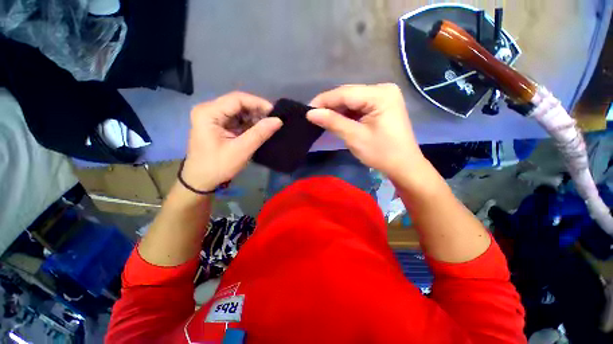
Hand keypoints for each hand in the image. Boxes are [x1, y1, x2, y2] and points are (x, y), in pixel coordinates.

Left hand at [182, 92, 281, 191]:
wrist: (200, 181)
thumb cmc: (218, 166)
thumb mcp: (241, 150)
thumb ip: (260, 134)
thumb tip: (278, 120)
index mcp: (208, 113)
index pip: (237, 99)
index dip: (258, 103)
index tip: (275, 112)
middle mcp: (209, 110)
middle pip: (237, 104)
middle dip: (257, 111)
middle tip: (274, 120)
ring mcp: (213, 117)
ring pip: (238, 111)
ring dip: (254, 118)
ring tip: (269, 125)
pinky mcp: (218, 125)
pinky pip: (236, 120)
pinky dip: (249, 124)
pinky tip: (259, 130)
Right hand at [307, 84, 423, 178]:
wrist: (403, 165)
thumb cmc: (381, 153)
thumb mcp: (354, 137)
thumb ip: (333, 122)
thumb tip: (311, 113)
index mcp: (380, 95)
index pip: (345, 93)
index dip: (324, 101)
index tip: (307, 110)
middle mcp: (383, 90)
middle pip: (349, 94)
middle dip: (330, 106)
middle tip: (313, 116)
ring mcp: (383, 97)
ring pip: (352, 100)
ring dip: (337, 110)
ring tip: (322, 119)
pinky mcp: (381, 106)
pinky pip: (358, 106)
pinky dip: (346, 114)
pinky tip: (336, 120)